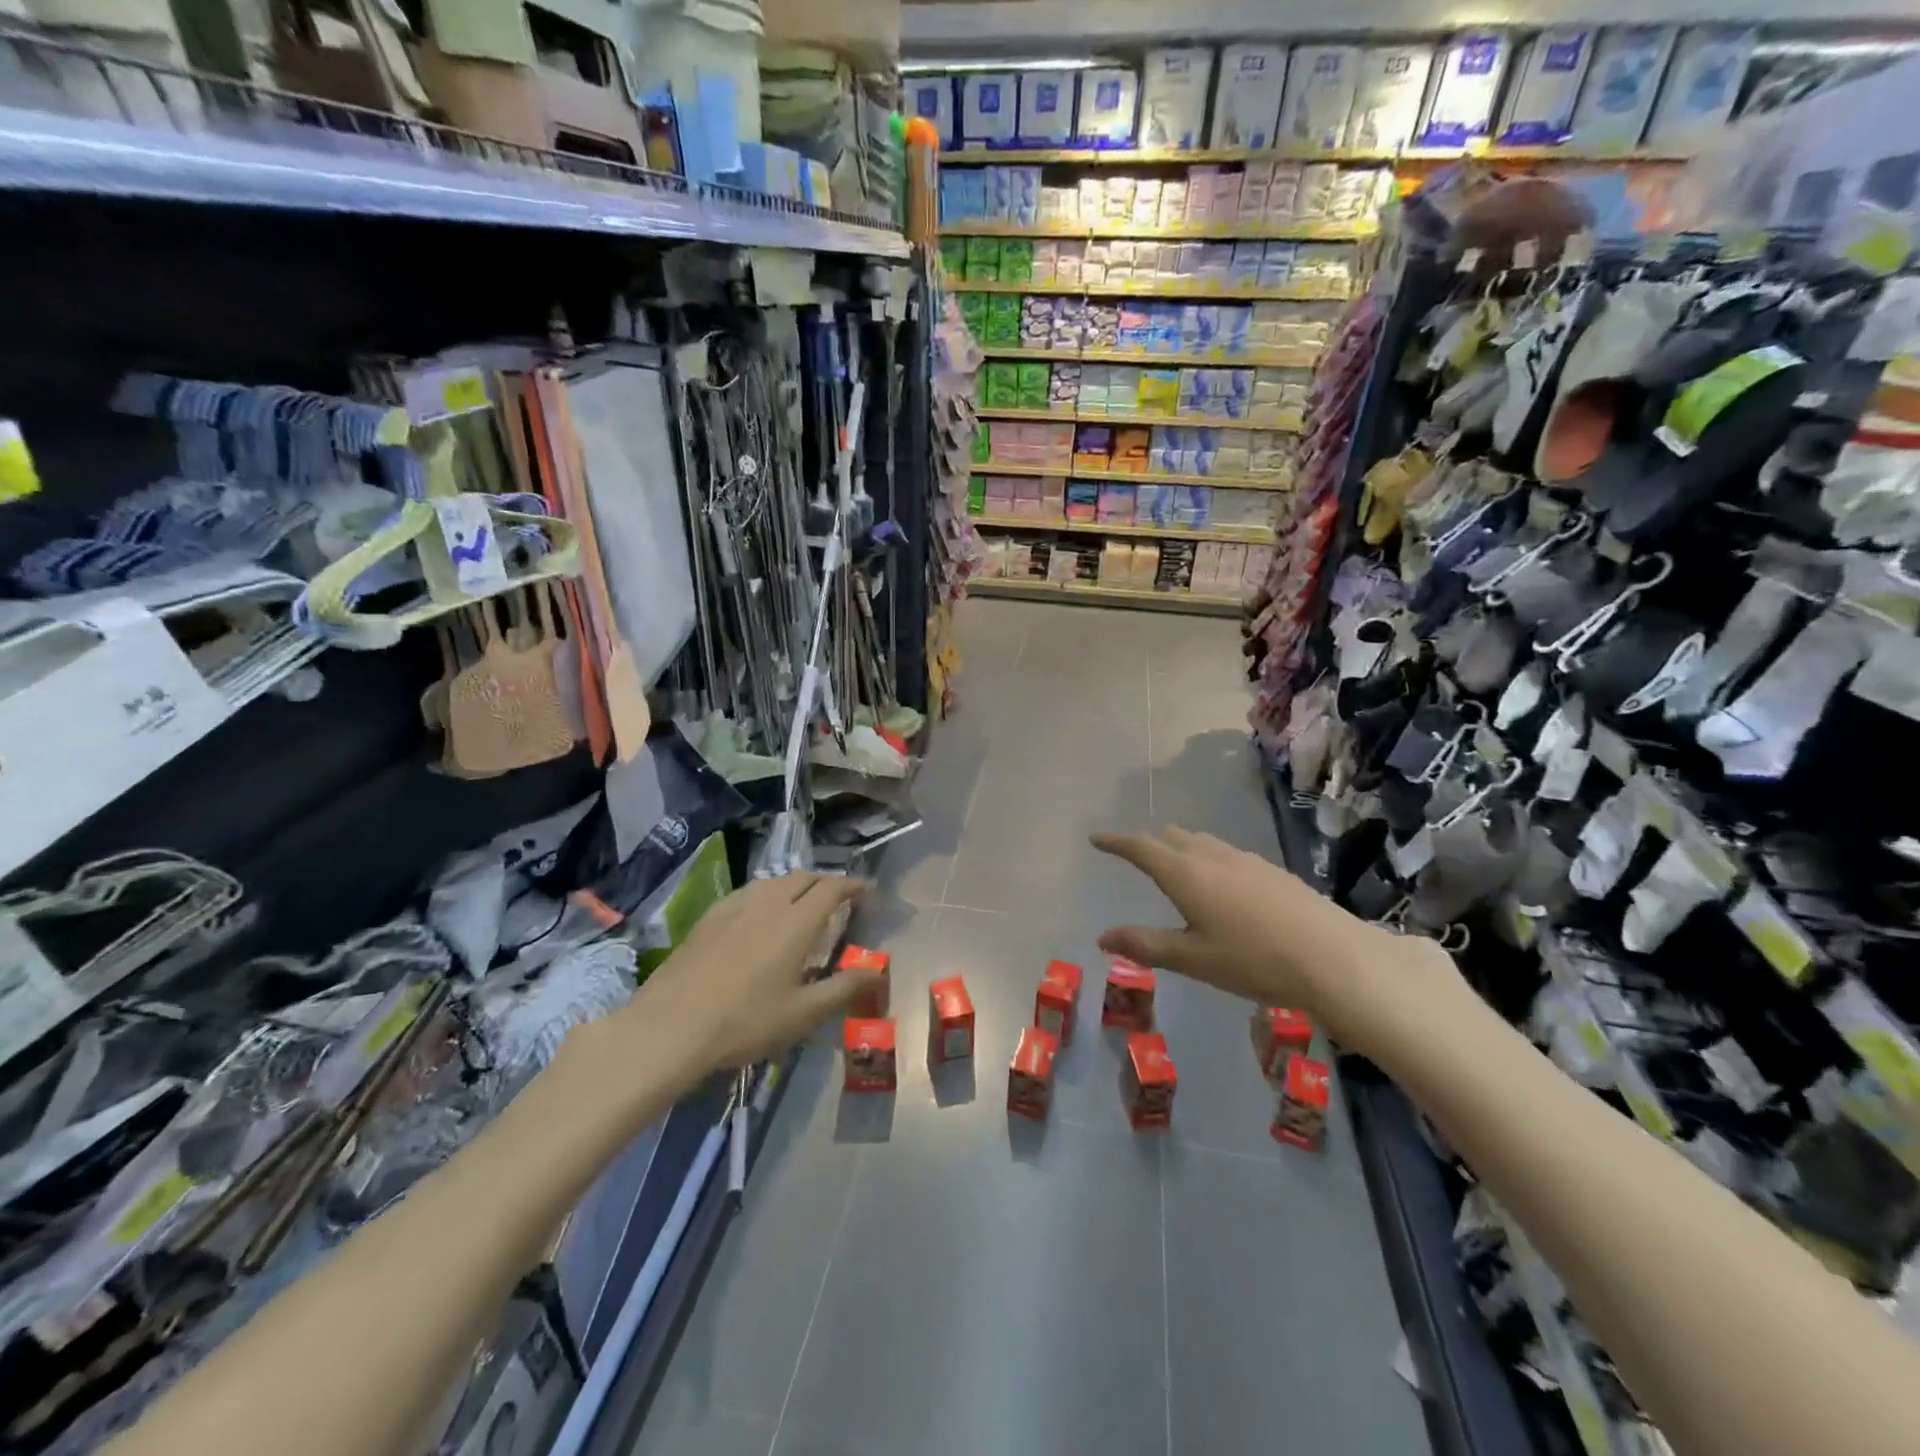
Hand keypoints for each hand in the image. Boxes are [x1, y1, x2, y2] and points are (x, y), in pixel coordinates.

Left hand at [625, 873, 876, 1073]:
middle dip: (826, 883)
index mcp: (797, 922)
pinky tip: (759, 918)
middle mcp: (769, 903)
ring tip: (801, 907)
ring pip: (774, 882)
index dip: (853, 886)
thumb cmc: (745, 1022)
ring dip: (796, 886)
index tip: (867, 892)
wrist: (670, 1026)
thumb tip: (877, 971)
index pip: (833, 888)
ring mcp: (735, 906)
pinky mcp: (709, 917)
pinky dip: (767, 895)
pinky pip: (749, 892)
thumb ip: (843, 988)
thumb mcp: (802, 1014)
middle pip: (804, 877)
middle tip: (838, 902)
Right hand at [1091, 827, 1463, 1053]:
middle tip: (1135, 854)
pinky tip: (1222, 884)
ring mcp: (1246, 860)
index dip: (1116, 842)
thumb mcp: (1192, 958)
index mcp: (1185, 873)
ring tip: (1175, 865)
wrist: (1334, 957)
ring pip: (1202, 843)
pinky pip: (1226, 854)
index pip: (1141, 847)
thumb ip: (1145, 945)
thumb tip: (1103, 937)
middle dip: (1149, 843)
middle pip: (1172, 837)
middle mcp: (1212, 856)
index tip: (1097, 839)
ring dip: (1181, 848)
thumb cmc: (1252, 960)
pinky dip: (1208, 859)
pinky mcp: (1272, 871)